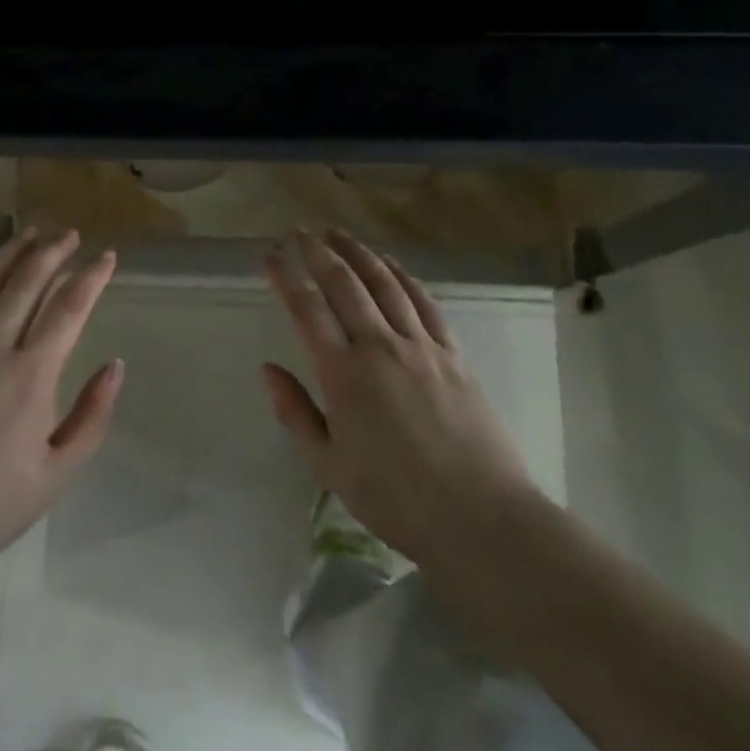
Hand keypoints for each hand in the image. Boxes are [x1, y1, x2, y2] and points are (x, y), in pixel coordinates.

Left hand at [0, 229, 122, 585]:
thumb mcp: (58, 474)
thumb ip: (92, 417)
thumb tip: (115, 365)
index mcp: (30, 377)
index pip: (69, 308)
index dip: (92, 276)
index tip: (107, 256)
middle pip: (27, 282)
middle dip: (53, 252)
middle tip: (69, 235)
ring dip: (10, 253)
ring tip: (29, 234)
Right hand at [262, 228, 538, 565]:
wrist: (482, 519)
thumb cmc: (397, 500)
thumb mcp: (330, 467)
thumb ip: (295, 413)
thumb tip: (267, 369)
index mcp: (344, 374)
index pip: (306, 309)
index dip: (284, 277)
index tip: (269, 255)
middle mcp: (379, 347)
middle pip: (343, 283)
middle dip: (317, 252)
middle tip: (300, 231)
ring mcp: (420, 346)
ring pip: (383, 283)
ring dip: (357, 252)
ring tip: (338, 233)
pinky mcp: (452, 354)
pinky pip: (424, 302)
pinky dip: (402, 275)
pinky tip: (390, 264)